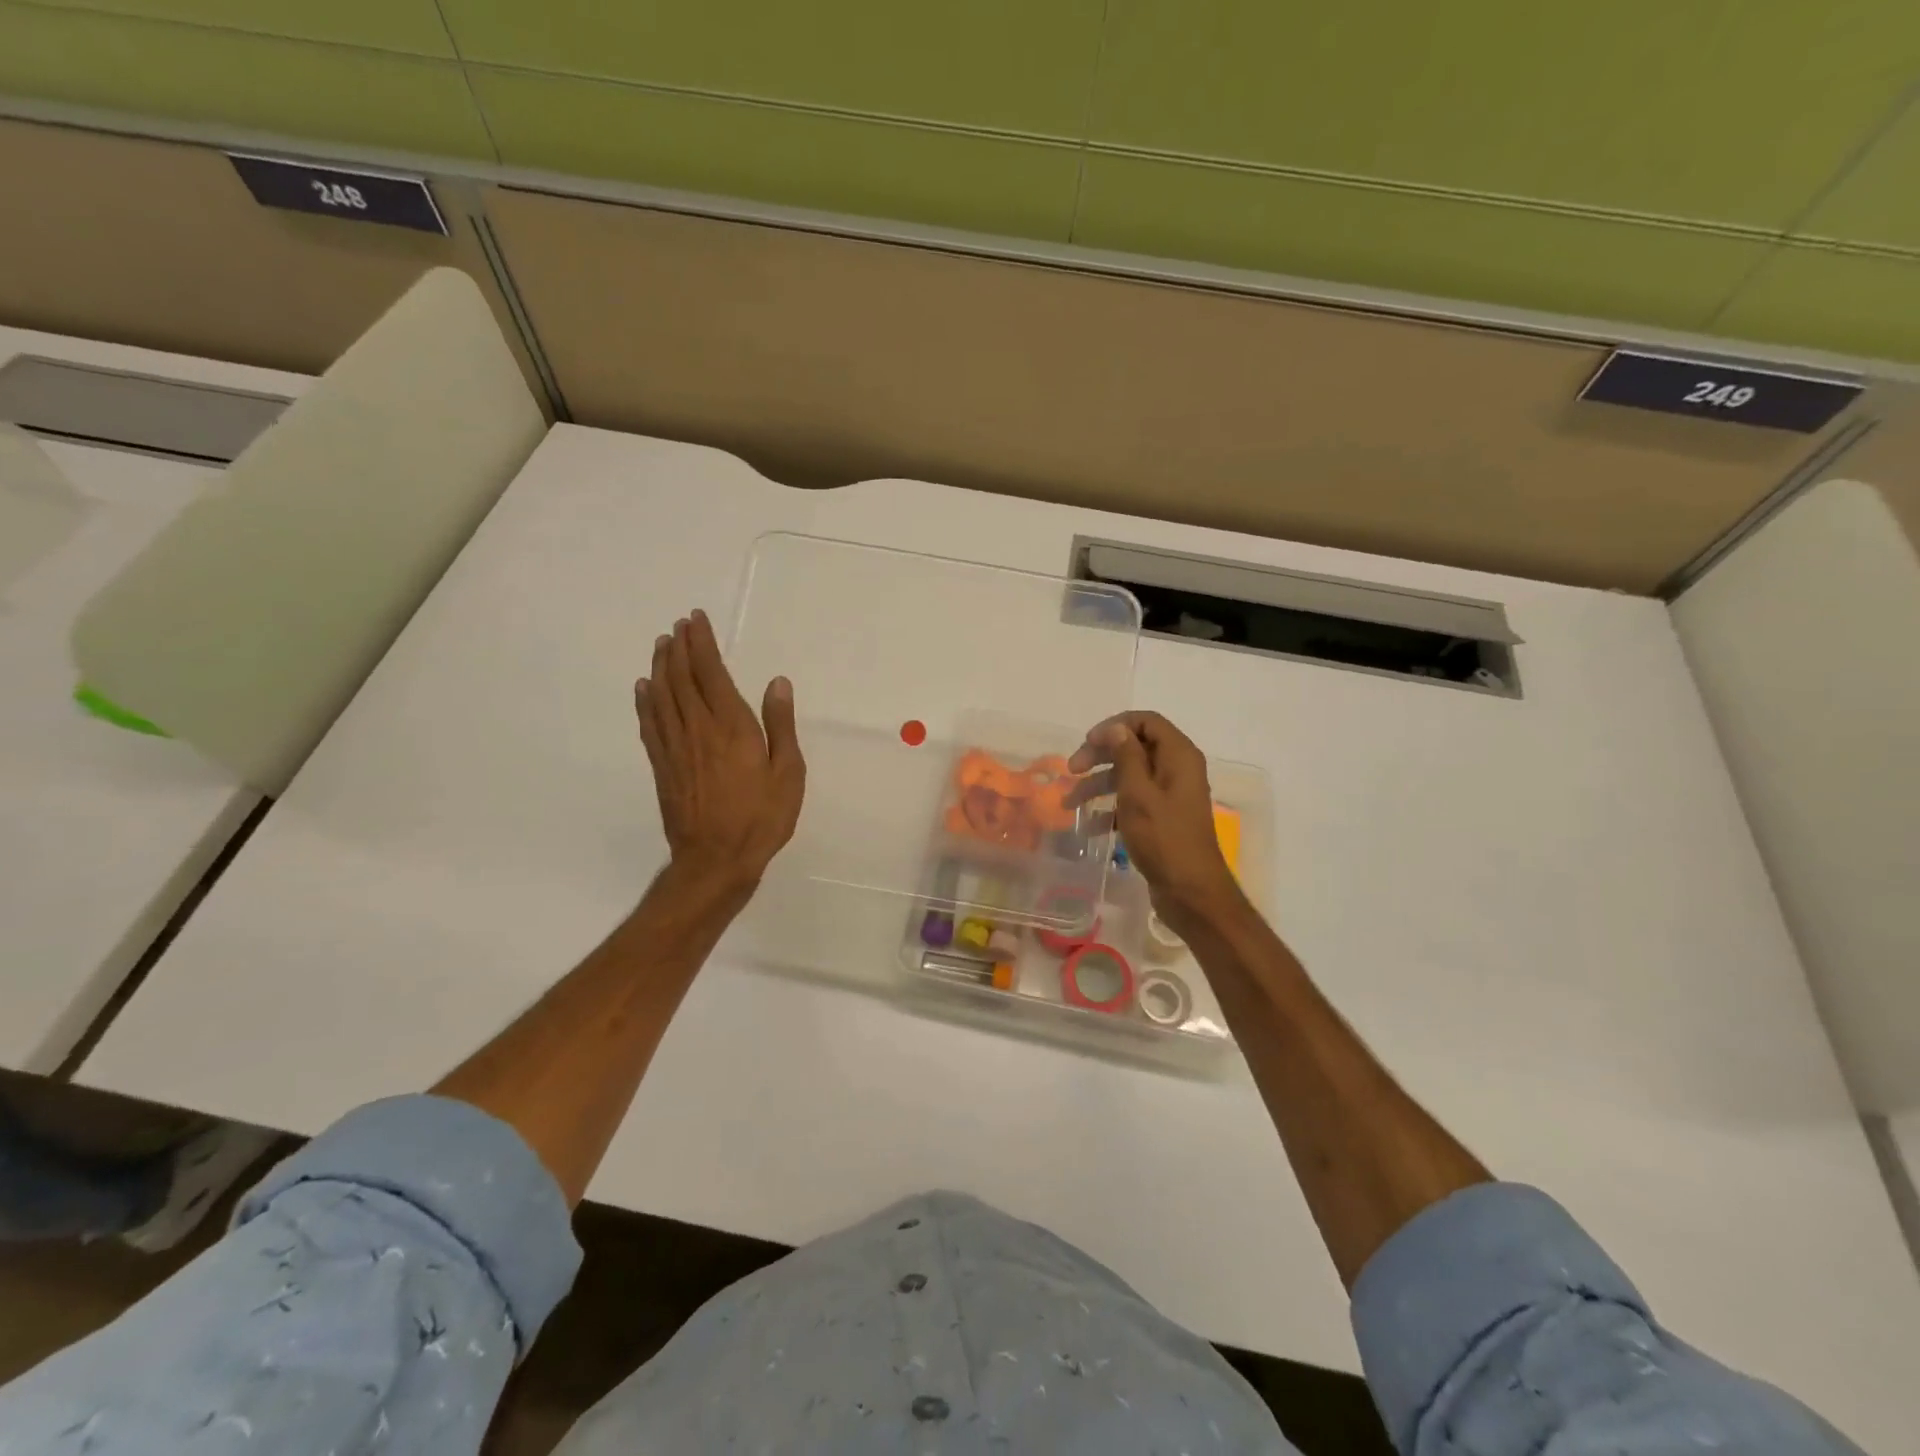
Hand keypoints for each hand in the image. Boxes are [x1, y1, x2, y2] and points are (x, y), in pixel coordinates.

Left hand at [635, 609, 805, 894]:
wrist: (716, 860)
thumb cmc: (761, 818)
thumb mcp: (788, 773)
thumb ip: (780, 725)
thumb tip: (776, 683)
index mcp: (731, 726)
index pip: (711, 672)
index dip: (702, 643)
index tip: (696, 619)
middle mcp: (698, 728)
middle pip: (682, 678)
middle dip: (679, 647)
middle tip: (678, 625)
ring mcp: (675, 747)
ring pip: (662, 696)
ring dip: (661, 666)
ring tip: (661, 644)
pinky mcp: (662, 766)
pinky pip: (650, 724)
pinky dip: (645, 701)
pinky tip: (644, 688)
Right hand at [1069, 711, 1240, 934]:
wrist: (1190, 892)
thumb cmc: (1164, 838)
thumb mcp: (1138, 793)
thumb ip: (1126, 756)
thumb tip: (1116, 728)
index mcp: (1179, 756)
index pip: (1146, 721)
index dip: (1115, 726)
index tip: (1087, 743)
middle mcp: (1177, 769)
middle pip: (1134, 747)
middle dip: (1101, 756)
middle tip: (1072, 770)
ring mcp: (1170, 795)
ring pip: (1129, 777)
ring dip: (1099, 786)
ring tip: (1069, 804)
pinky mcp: (1162, 818)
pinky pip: (1133, 802)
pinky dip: (1111, 809)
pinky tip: (1090, 827)